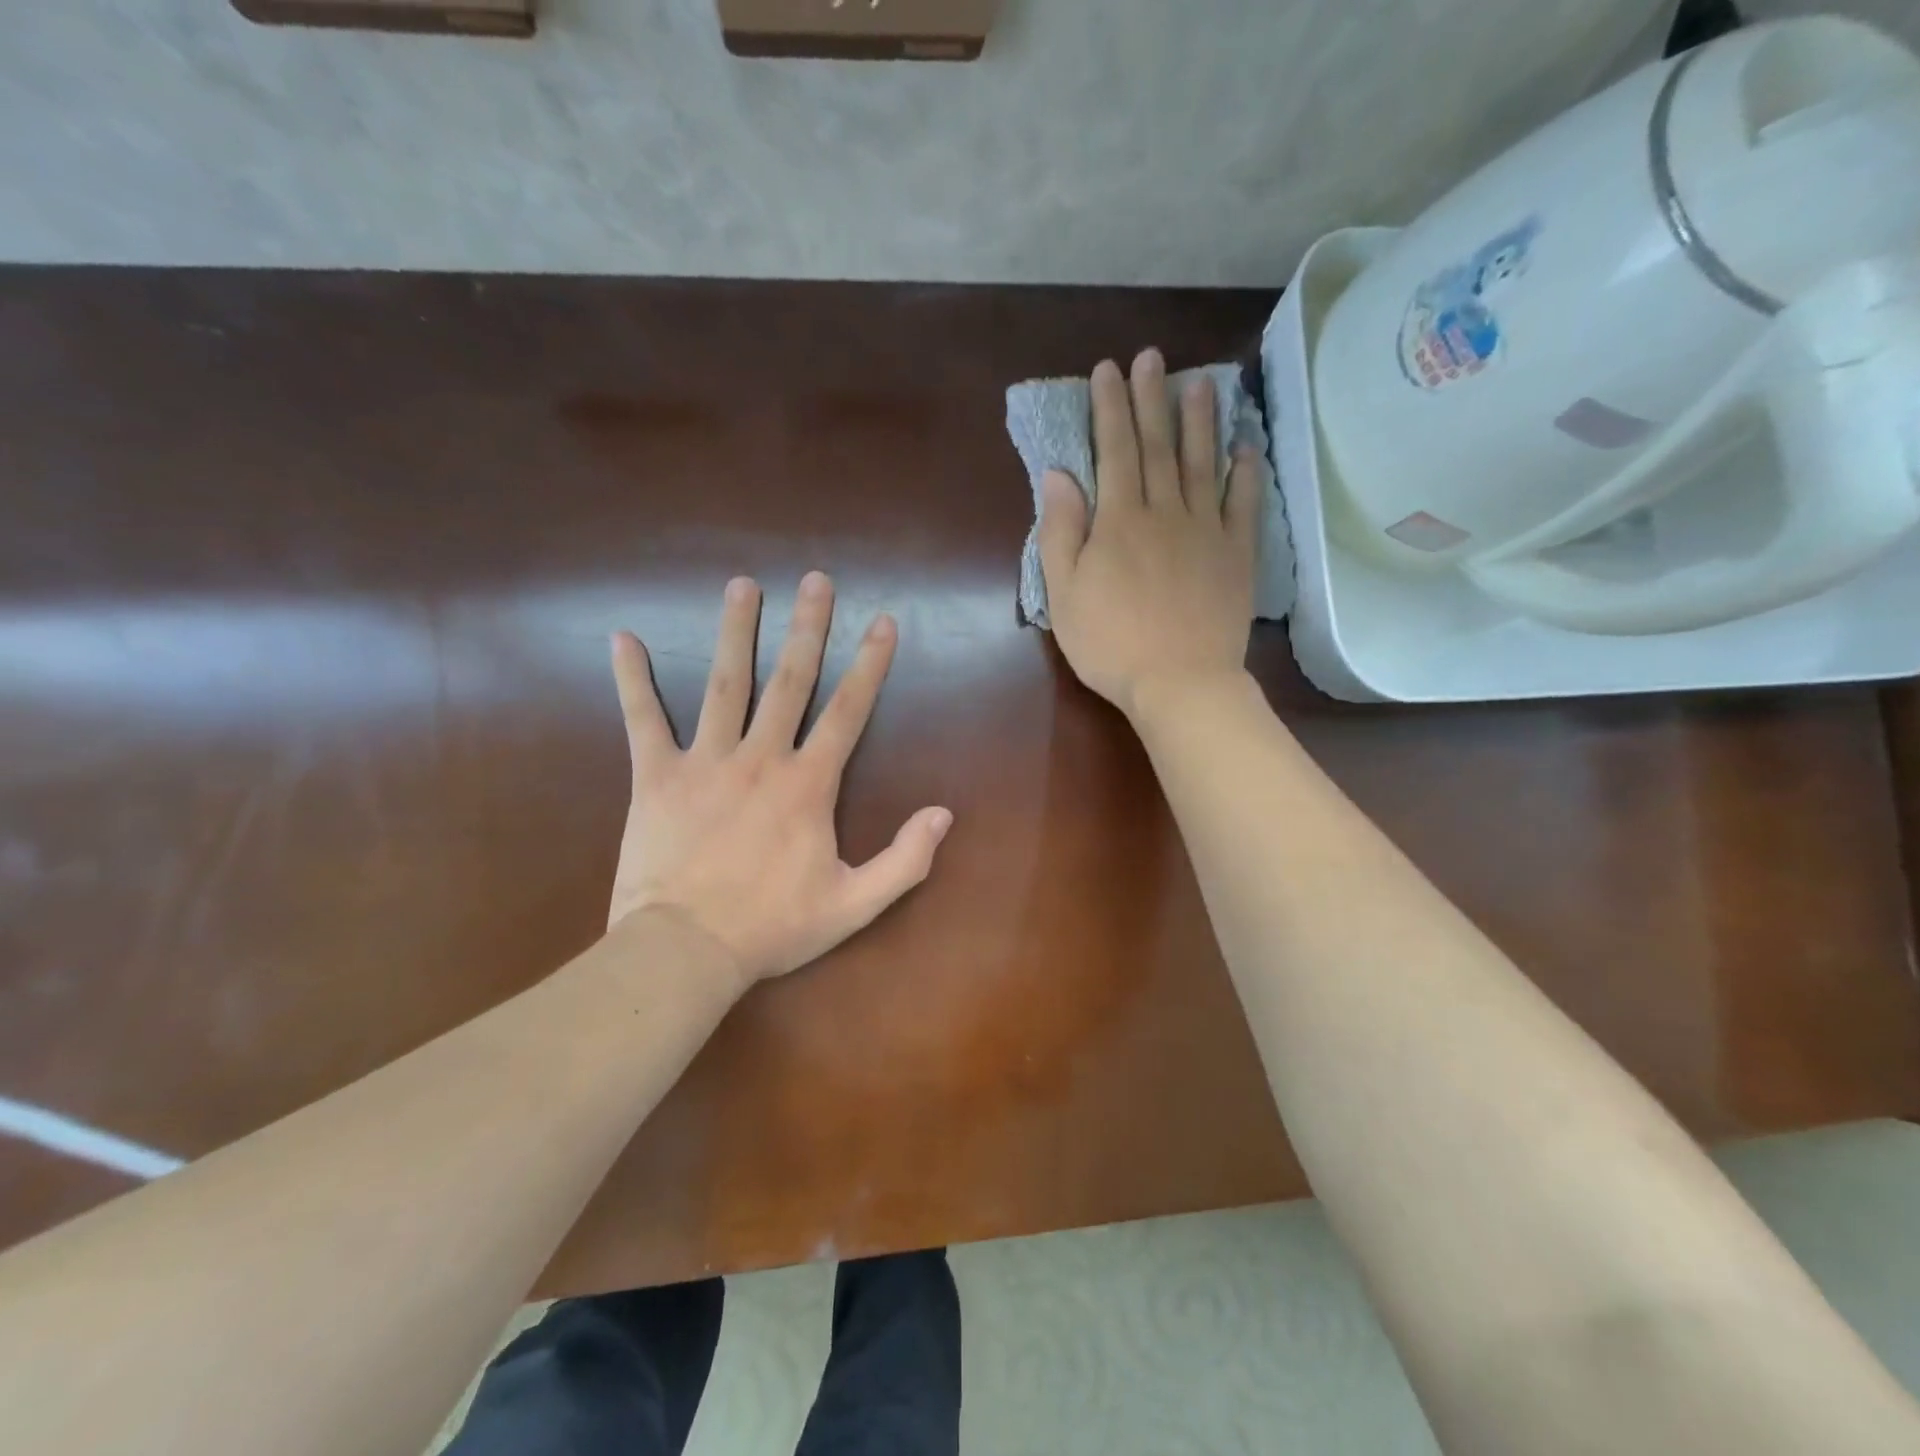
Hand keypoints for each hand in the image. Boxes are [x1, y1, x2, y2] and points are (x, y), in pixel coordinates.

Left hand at [607, 573, 952, 990]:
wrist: (686, 950)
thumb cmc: (773, 926)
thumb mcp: (854, 904)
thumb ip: (905, 860)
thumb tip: (944, 815)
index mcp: (808, 784)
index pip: (848, 711)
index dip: (870, 665)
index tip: (883, 622)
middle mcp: (761, 758)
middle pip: (790, 680)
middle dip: (808, 627)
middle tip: (816, 580)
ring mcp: (705, 761)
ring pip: (724, 683)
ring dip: (735, 631)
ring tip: (742, 586)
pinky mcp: (655, 776)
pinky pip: (642, 719)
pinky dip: (632, 679)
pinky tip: (622, 638)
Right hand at [1037, 348, 1260, 717]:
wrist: (1179, 682)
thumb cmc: (1110, 642)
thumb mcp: (1063, 593)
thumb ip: (1060, 531)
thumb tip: (1058, 475)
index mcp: (1119, 520)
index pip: (1114, 451)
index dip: (1109, 408)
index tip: (1108, 371)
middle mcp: (1166, 512)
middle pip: (1158, 446)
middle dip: (1151, 399)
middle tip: (1151, 357)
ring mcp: (1207, 531)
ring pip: (1203, 464)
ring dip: (1200, 421)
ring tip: (1200, 383)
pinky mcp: (1237, 554)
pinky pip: (1244, 504)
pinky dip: (1247, 473)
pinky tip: (1246, 447)